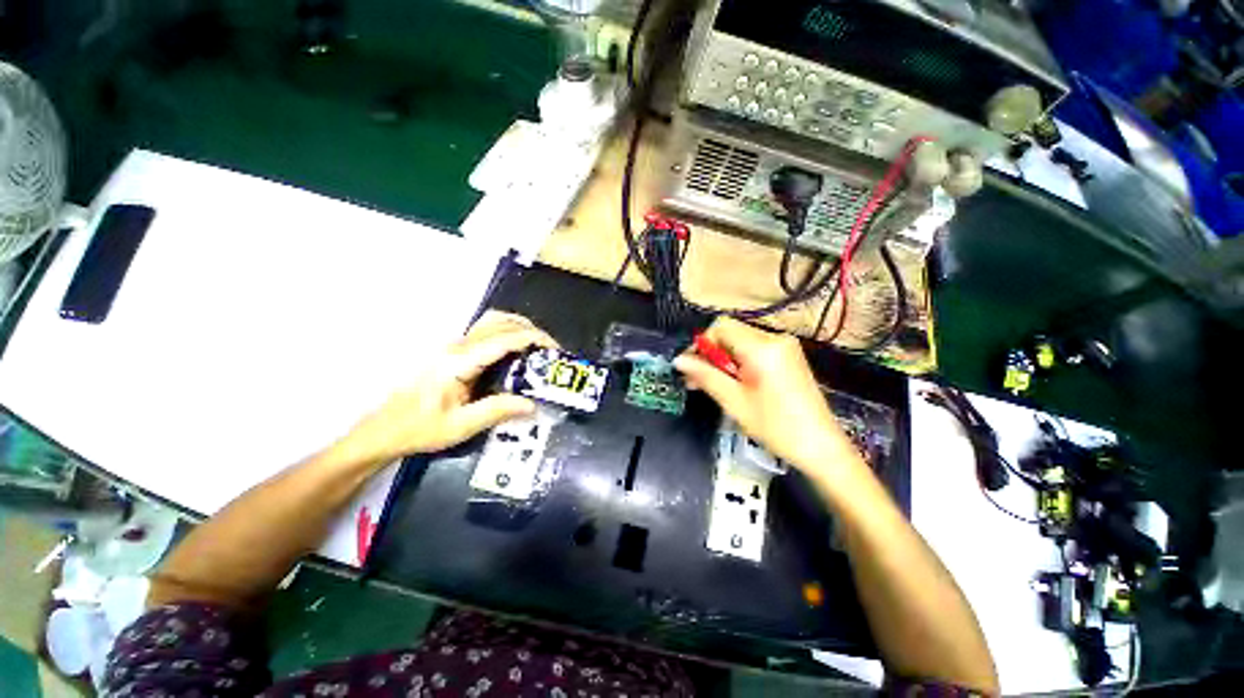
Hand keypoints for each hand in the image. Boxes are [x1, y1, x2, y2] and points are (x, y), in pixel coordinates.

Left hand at [342, 311, 557, 463]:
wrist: (383, 430)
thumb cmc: (419, 429)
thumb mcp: (461, 426)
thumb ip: (497, 411)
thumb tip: (533, 404)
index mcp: (459, 362)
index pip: (504, 339)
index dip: (533, 339)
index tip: (555, 349)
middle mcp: (457, 346)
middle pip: (500, 322)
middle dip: (531, 331)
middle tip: (550, 351)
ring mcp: (454, 345)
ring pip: (492, 321)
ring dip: (519, 327)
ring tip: (537, 347)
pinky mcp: (453, 350)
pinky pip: (486, 330)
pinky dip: (508, 331)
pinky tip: (516, 350)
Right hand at [673, 317, 856, 473]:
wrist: (821, 446)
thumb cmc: (775, 426)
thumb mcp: (734, 401)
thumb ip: (705, 375)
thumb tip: (678, 360)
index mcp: (762, 347)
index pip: (721, 326)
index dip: (702, 343)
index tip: (692, 367)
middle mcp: (775, 338)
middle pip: (731, 333)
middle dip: (711, 354)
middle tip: (697, 381)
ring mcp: (785, 347)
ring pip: (741, 342)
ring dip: (724, 360)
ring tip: (714, 386)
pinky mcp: (789, 357)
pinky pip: (755, 350)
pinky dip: (740, 363)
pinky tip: (736, 384)